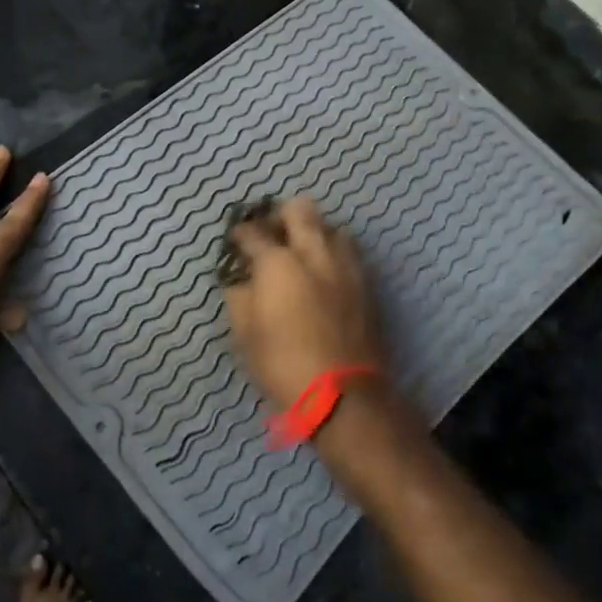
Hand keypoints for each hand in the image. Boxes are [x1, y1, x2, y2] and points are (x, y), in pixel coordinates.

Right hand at [221, 196, 385, 410]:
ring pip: (331, 226)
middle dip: (281, 214)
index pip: (252, 232)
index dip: (239, 233)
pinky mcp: (366, 283)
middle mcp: (313, 252)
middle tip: (272, 233)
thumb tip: (241, 281)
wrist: (341, 392)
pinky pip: (349, 252)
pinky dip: (334, 253)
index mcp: (277, 262)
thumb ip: (238, 296)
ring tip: (303, 251)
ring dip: (314, 231)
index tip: (235, 240)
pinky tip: (325, 272)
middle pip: (299, 209)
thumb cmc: (282, 362)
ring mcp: (344, 265)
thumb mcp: (243, 333)